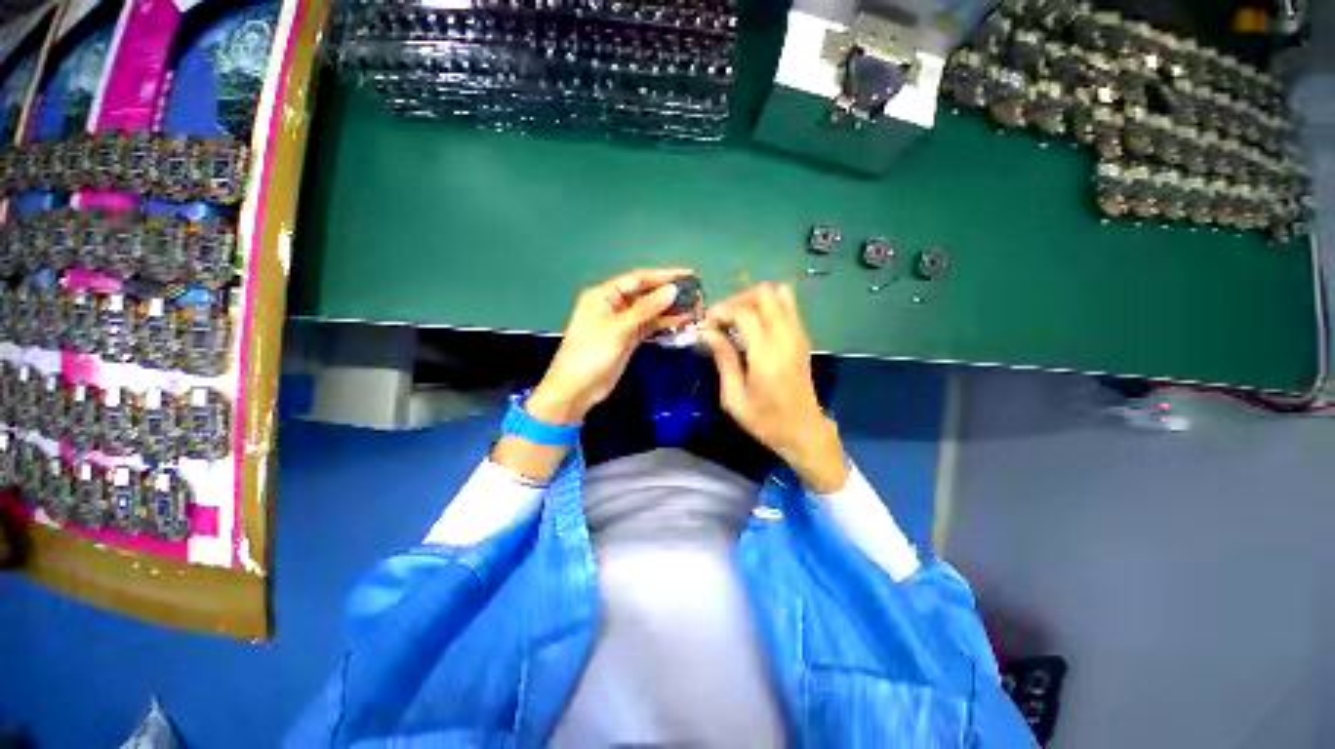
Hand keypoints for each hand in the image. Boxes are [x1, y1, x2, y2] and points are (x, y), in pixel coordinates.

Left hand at [527, 268, 695, 424]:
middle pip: (645, 294)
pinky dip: (664, 324)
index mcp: (604, 295)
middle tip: (697, 292)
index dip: (663, 276)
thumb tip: (672, 290)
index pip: (637, 279)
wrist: (577, 389)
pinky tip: (682, 321)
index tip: (689, 275)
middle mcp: (613, 305)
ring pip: (649, 311)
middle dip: (669, 293)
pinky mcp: (628, 339)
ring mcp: (622, 323)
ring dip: (670, 309)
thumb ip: (646, 309)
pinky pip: (649, 327)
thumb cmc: (592, 354)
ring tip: (695, 306)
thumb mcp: (618, 329)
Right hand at [698, 283, 848, 492]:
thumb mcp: (734, 398)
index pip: (744, 312)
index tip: (706, 325)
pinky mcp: (803, 338)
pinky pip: (788, 306)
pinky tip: (754, 326)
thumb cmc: (765, 420)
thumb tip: (707, 333)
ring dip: (755, 300)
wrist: (804, 432)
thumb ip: (723, 359)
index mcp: (766, 354)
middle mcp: (786, 337)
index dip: (721, 311)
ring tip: (738, 319)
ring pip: (780, 293)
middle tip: (723, 320)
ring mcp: (798, 334)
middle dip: (738, 300)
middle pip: (764, 293)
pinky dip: (768, 306)